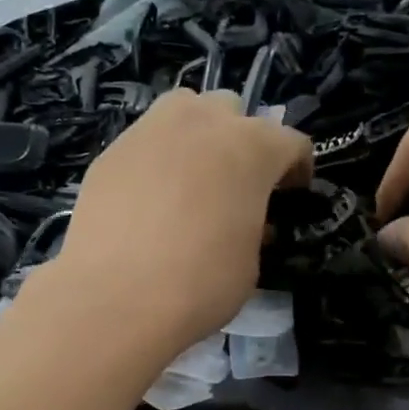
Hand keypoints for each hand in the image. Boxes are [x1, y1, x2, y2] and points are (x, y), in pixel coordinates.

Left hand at [46, 90, 312, 354]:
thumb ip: (253, 226)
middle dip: (241, 142)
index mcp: (251, 148)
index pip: (291, 143)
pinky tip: (149, 200)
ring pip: (184, 110)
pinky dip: (156, 161)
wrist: (115, 298)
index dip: (297, 170)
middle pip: (232, 112)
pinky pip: (145, 142)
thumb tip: (241, 219)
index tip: (292, 195)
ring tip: (191, 178)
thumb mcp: (250, 263)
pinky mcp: (111, 151)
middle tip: (236, 184)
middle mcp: (202, 123)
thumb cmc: (199, 285)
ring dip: (196, 135)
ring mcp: (151, 131)